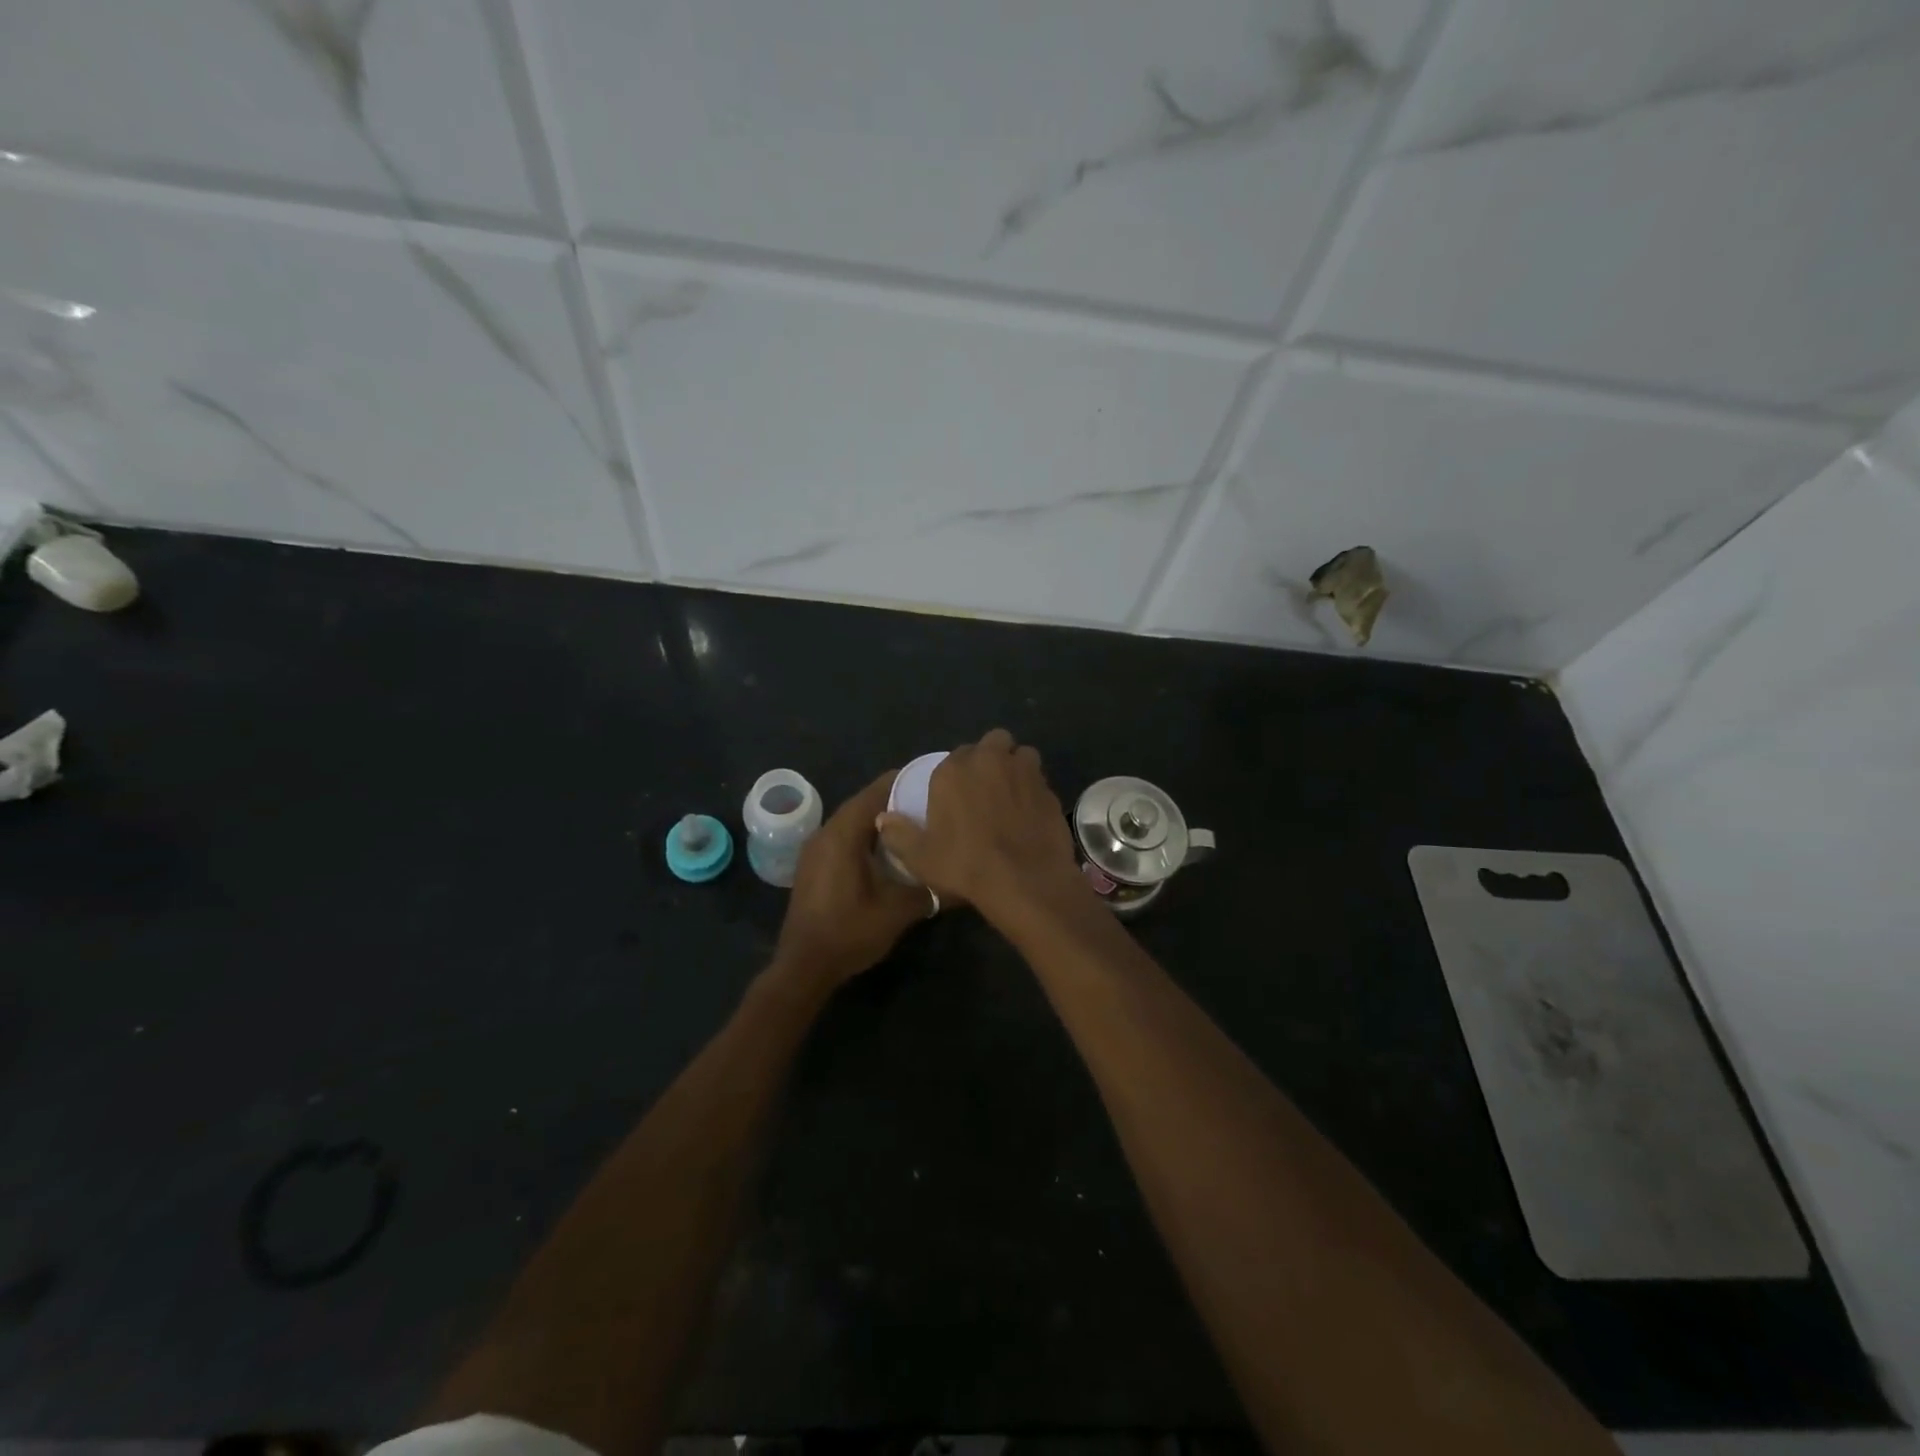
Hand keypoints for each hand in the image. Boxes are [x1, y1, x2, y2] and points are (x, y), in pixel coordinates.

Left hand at [773, 771, 932, 989]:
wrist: (804, 966)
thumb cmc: (850, 932)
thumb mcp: (898, 911)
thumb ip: (929, 889)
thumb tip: (958, 879)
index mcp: (844, 833)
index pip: (876, 791)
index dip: (905, 782)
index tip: (933, 783)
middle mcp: (825, 832)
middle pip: (864, 803)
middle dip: (895, 801)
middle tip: (929, 806)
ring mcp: (815, 849)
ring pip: (853, 821)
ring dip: (880, 821)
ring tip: (913, 826)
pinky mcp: (813, 865)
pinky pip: (843, 838)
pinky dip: (865, 837)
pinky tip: (887, 853)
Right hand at [875, 728, 1084, 921]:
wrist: (1024, 880)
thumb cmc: (965, 865)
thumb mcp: (921, 857)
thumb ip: (899, 834)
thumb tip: (883, 819)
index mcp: (955, 770)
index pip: (955, 755)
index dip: (958, 772)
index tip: (958, 793)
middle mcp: (991, 760)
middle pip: (994, 741)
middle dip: (992, 756)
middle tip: (987, 786)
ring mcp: (1026, 772)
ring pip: (1023, 755)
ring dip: (1017, 767)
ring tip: (1012, 793)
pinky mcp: (1050, 790)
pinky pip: (1041, 782)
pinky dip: (1035, 792)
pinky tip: (1031, 816)